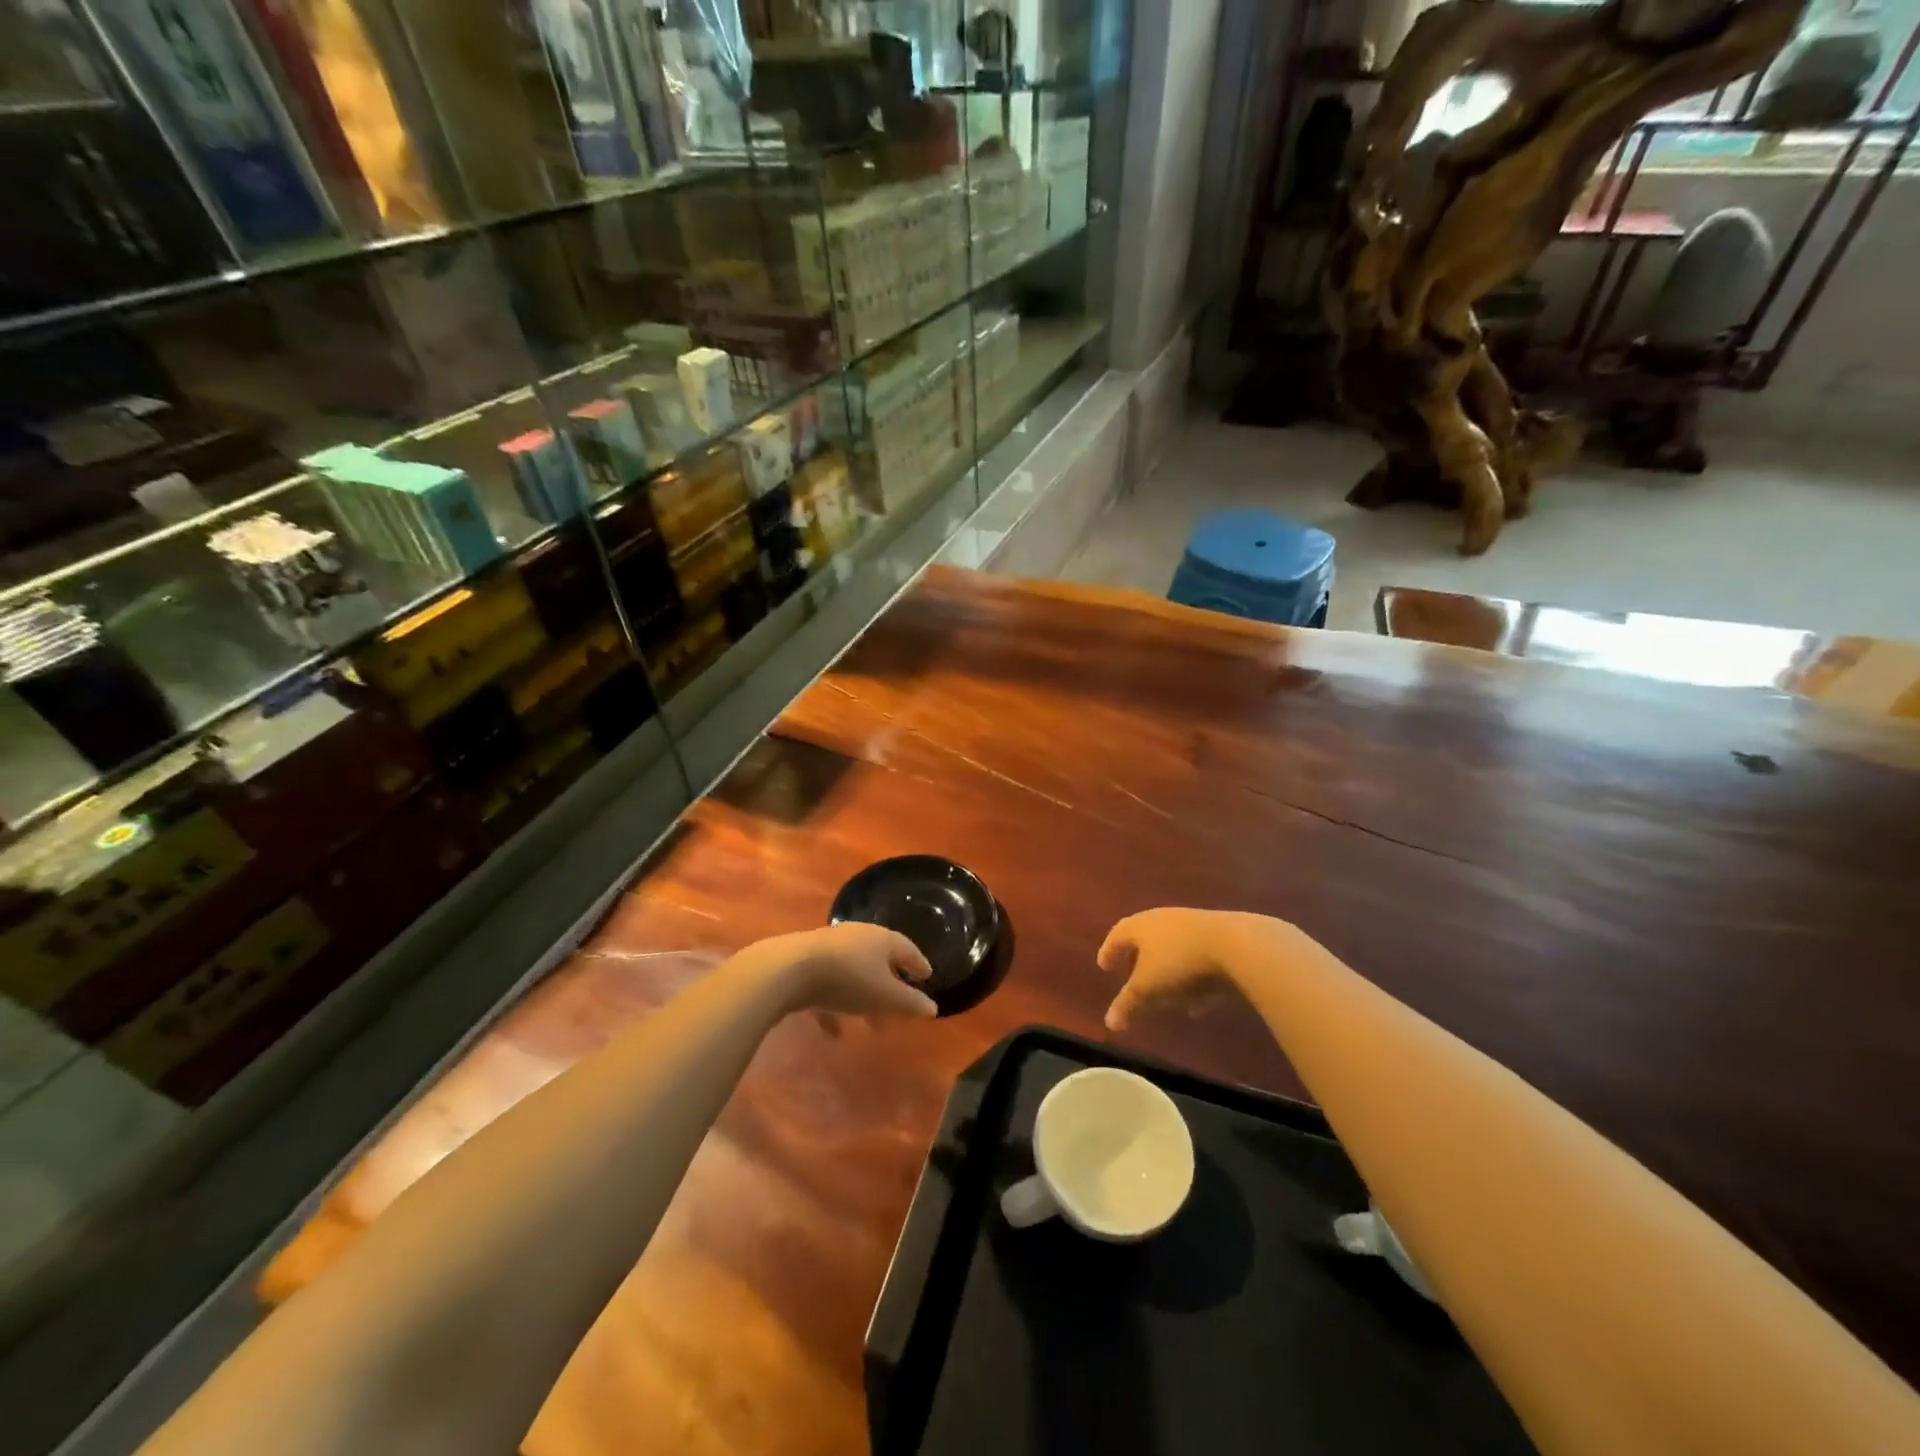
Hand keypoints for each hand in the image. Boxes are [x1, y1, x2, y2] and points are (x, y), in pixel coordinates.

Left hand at [738, 923, 937, 1019]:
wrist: (788, 970)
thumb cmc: (847, 979)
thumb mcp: (884, 996)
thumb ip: (910, 1003)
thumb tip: (932, 1008)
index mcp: (881, 939)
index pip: (907, 949)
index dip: (918, 964)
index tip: (927, 976)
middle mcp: (857, 937)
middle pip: (879, 961)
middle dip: (890, 986)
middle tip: (899, 1007)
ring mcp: (829, 949)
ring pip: (854, 975)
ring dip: (863, 999)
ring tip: (869, 1025)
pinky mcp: (805, 964)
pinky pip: (828, 986)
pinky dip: (835, 1006)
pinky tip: (834, 1032)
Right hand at [1098, 908, 1280, 1030]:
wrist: (1238, 946)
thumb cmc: (1180, 963)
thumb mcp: (1148, 989)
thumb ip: (1128, 1004)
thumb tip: (1109, 1022)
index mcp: (1141, 926)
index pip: (1118, 935)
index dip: (1109, 951)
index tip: (1103, 965)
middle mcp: (1164, 920)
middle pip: (1145, 939)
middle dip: (1137, 959)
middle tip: (1129, 975)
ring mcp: (1194, 927)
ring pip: (1173, 950)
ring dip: (1166, 971)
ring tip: (1164, 995)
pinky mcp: (1221, 939)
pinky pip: (1197, 960)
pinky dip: (1191, 979)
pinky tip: (1197, 1003)